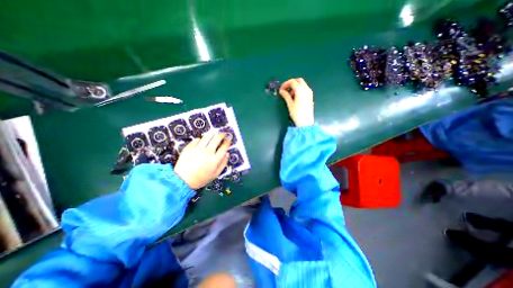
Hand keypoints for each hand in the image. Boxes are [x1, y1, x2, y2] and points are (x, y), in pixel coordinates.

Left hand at [174, 133, 229, 189]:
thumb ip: (223, 163)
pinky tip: (202, 142)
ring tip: (213, 135)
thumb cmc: (200, 179)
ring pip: (207, 136)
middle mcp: (207, 152)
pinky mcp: (189, 148)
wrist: (182, 181)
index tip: (228, 138)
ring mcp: (197, 149)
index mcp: (214, 160)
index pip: (224, 147)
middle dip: (221, 135)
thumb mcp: (215, 174)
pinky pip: (197, 139)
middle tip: (223, 134)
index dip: (227, 141)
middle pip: (217, 139)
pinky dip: (201, 139)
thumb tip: (227, 154)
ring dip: (212, 134)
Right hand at [279, 78, 314, 126]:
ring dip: (295, 86)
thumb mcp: (290, 104)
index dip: (286, 84)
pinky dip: (299, 89)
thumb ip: (286, 96)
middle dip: (291, 83)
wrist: (306, 122)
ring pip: (302, 84)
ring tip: (290, 95)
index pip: (293, 82)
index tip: (281, 89)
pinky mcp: (310, 96)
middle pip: (299, 80)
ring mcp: (309, 93)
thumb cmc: (297, 114)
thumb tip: (281, 91)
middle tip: (285, 89)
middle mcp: (306, 90)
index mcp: (301, 91)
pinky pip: (305, 88)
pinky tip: (295, 96)